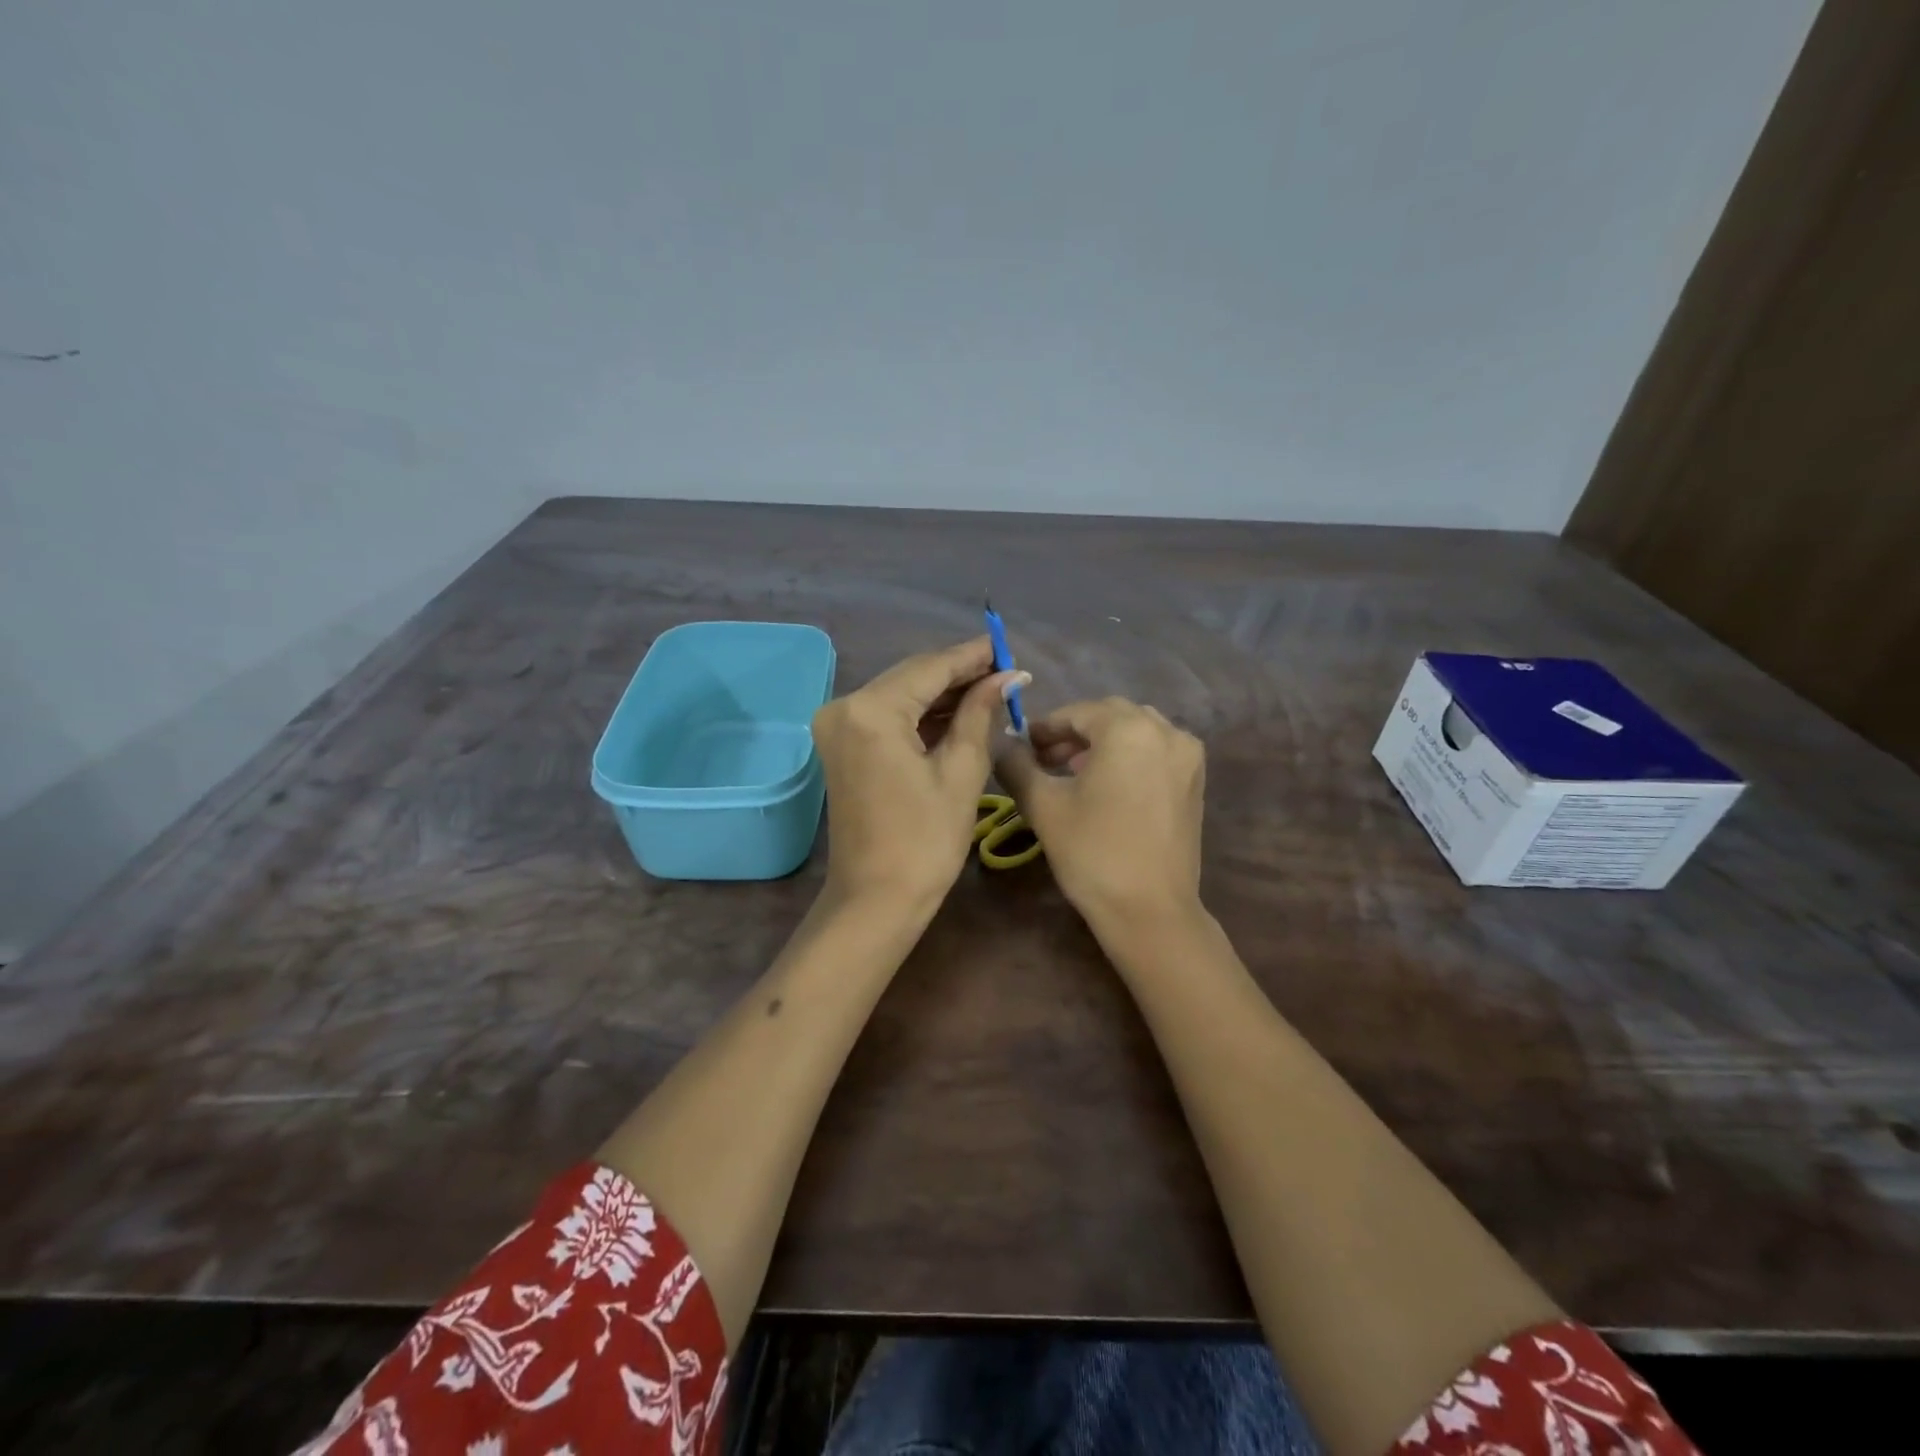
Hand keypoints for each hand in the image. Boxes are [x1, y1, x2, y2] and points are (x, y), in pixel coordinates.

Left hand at [812, 637, 1025, 910]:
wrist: (875, 899)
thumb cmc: (925, 841)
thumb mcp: (961, 772)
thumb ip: (980, 714)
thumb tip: (1008, 677)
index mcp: (871, 710)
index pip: (930, 667)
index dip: (972, 656)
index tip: (1008, 646)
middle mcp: (845, 707)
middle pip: (912, 676)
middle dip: (959, 674)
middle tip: (1007, 671)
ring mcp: (838, 726)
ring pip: (901, 695)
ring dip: (943, 694)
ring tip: (993, 690)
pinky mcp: (843, 745)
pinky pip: (888, 717)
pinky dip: (922, 715)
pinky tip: (960, 712)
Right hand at [996, 697, 1205, 929]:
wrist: (1150, 910)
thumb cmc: (1092, 852)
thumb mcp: (1043, 806)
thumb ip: (1017, 765)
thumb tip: (1002, 745)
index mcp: (1129, 729)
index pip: (1078, 712)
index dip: (1046, 727)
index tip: (1023, 747)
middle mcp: (1166, 731)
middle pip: (1110, 716)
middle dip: (1075, 732)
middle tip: (1044, 758)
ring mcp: (1187, 756)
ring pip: (1136, 731)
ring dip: (1103, 742)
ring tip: (1074, 772)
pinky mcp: (1195, 782)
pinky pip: (1156, 752)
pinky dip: (1130, 756)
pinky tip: (1108, 785)